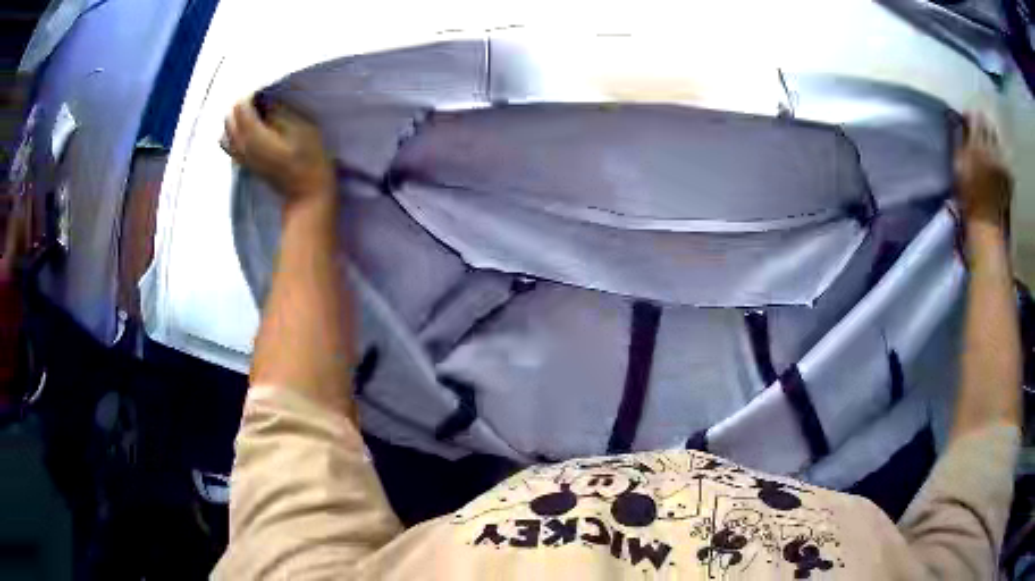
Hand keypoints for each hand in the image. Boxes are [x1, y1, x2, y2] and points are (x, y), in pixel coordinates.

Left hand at [223, 97, 334, 205]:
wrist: (307, 192)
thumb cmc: (309, 159)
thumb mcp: (301, 127)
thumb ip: (279, 111)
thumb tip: (266, 102)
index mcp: (253, 135)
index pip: (241, 105)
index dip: (253, 94)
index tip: (268, 91)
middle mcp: (241, 146)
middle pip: (230, 117)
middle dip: (243, 104)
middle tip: (262, 100)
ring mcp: (241, 157)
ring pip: (226, 131)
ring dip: (237, 119)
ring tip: (255, 114)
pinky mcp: (244, 164)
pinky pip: (229, 145)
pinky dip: (234, 133)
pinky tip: (250, 130)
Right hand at [954, 113, 1011, 228]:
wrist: (986, 224)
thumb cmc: (968, 195)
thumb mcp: (958, 166)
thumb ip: (961, 142)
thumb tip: (961, 125)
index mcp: (976, 144)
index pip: (974, 118)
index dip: (971, 117)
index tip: (967, 120)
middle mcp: (991, 148)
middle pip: (987, 126)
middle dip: (983, 124)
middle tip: (979, 129)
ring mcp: (1001, 162)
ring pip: (996, 140)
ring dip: (992, 139)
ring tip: (988, 144)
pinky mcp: (1008, 174)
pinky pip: (1004, 157)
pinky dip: (1000, 156)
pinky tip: (996, 162)